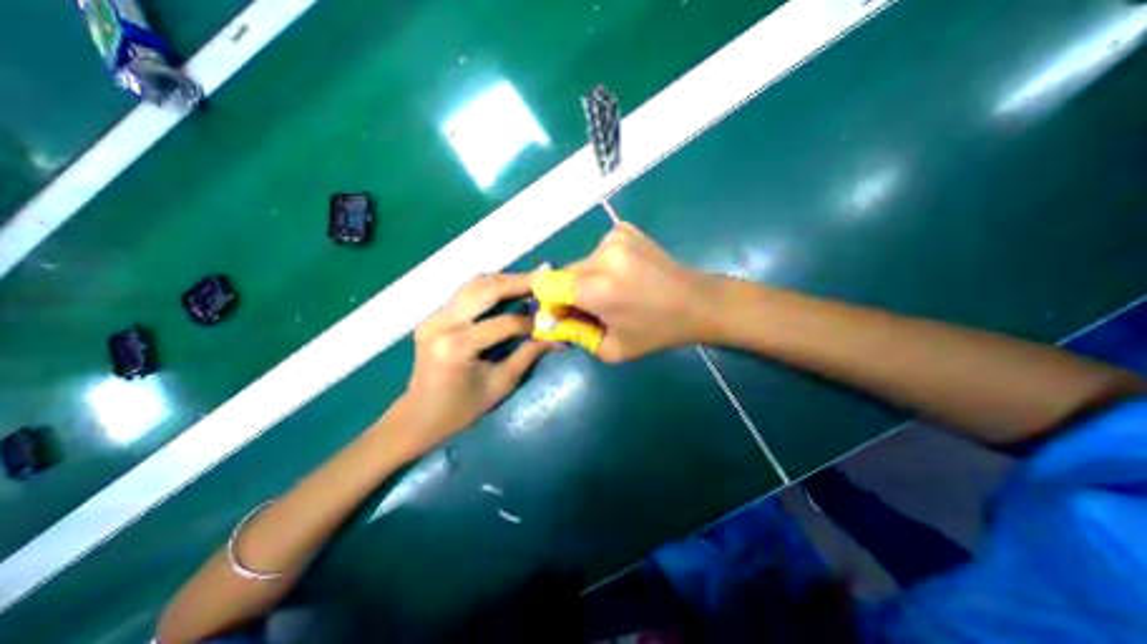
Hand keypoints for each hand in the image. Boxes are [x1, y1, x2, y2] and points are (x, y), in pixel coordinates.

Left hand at [401, 275, 550, 450]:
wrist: (418, 417)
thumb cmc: (461, 409)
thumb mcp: (500, 384)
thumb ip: (528, 355)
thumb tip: (556, 338)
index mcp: (456, 345)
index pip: (504, 322)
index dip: (531, 321)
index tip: (552, 320)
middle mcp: (441, 323)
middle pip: (485, 290)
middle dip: (518, 283)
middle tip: (544, 280)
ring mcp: (433, 316)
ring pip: (474, 284)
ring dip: (504, 281)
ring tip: (530, 282)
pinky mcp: (433, 315)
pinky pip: (466, 293)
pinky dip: (490, 289)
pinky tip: (508, 291)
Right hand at [563, 225, 713, 358]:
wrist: (698, 302)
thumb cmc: (656, 332)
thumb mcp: (611, 349)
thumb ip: (574, 335)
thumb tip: (550, 322)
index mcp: (595, 288)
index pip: (546, 286)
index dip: (549, 302)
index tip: (563, 315)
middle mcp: (600, 255)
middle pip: (563, 274)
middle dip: (569, 294)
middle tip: (591, 309)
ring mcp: (614, 238)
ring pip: (581, 263)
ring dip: (587, 280)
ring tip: (613, 294)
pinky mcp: (624, 230)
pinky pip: (598, 252)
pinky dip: (602, 267)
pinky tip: (624, 277)